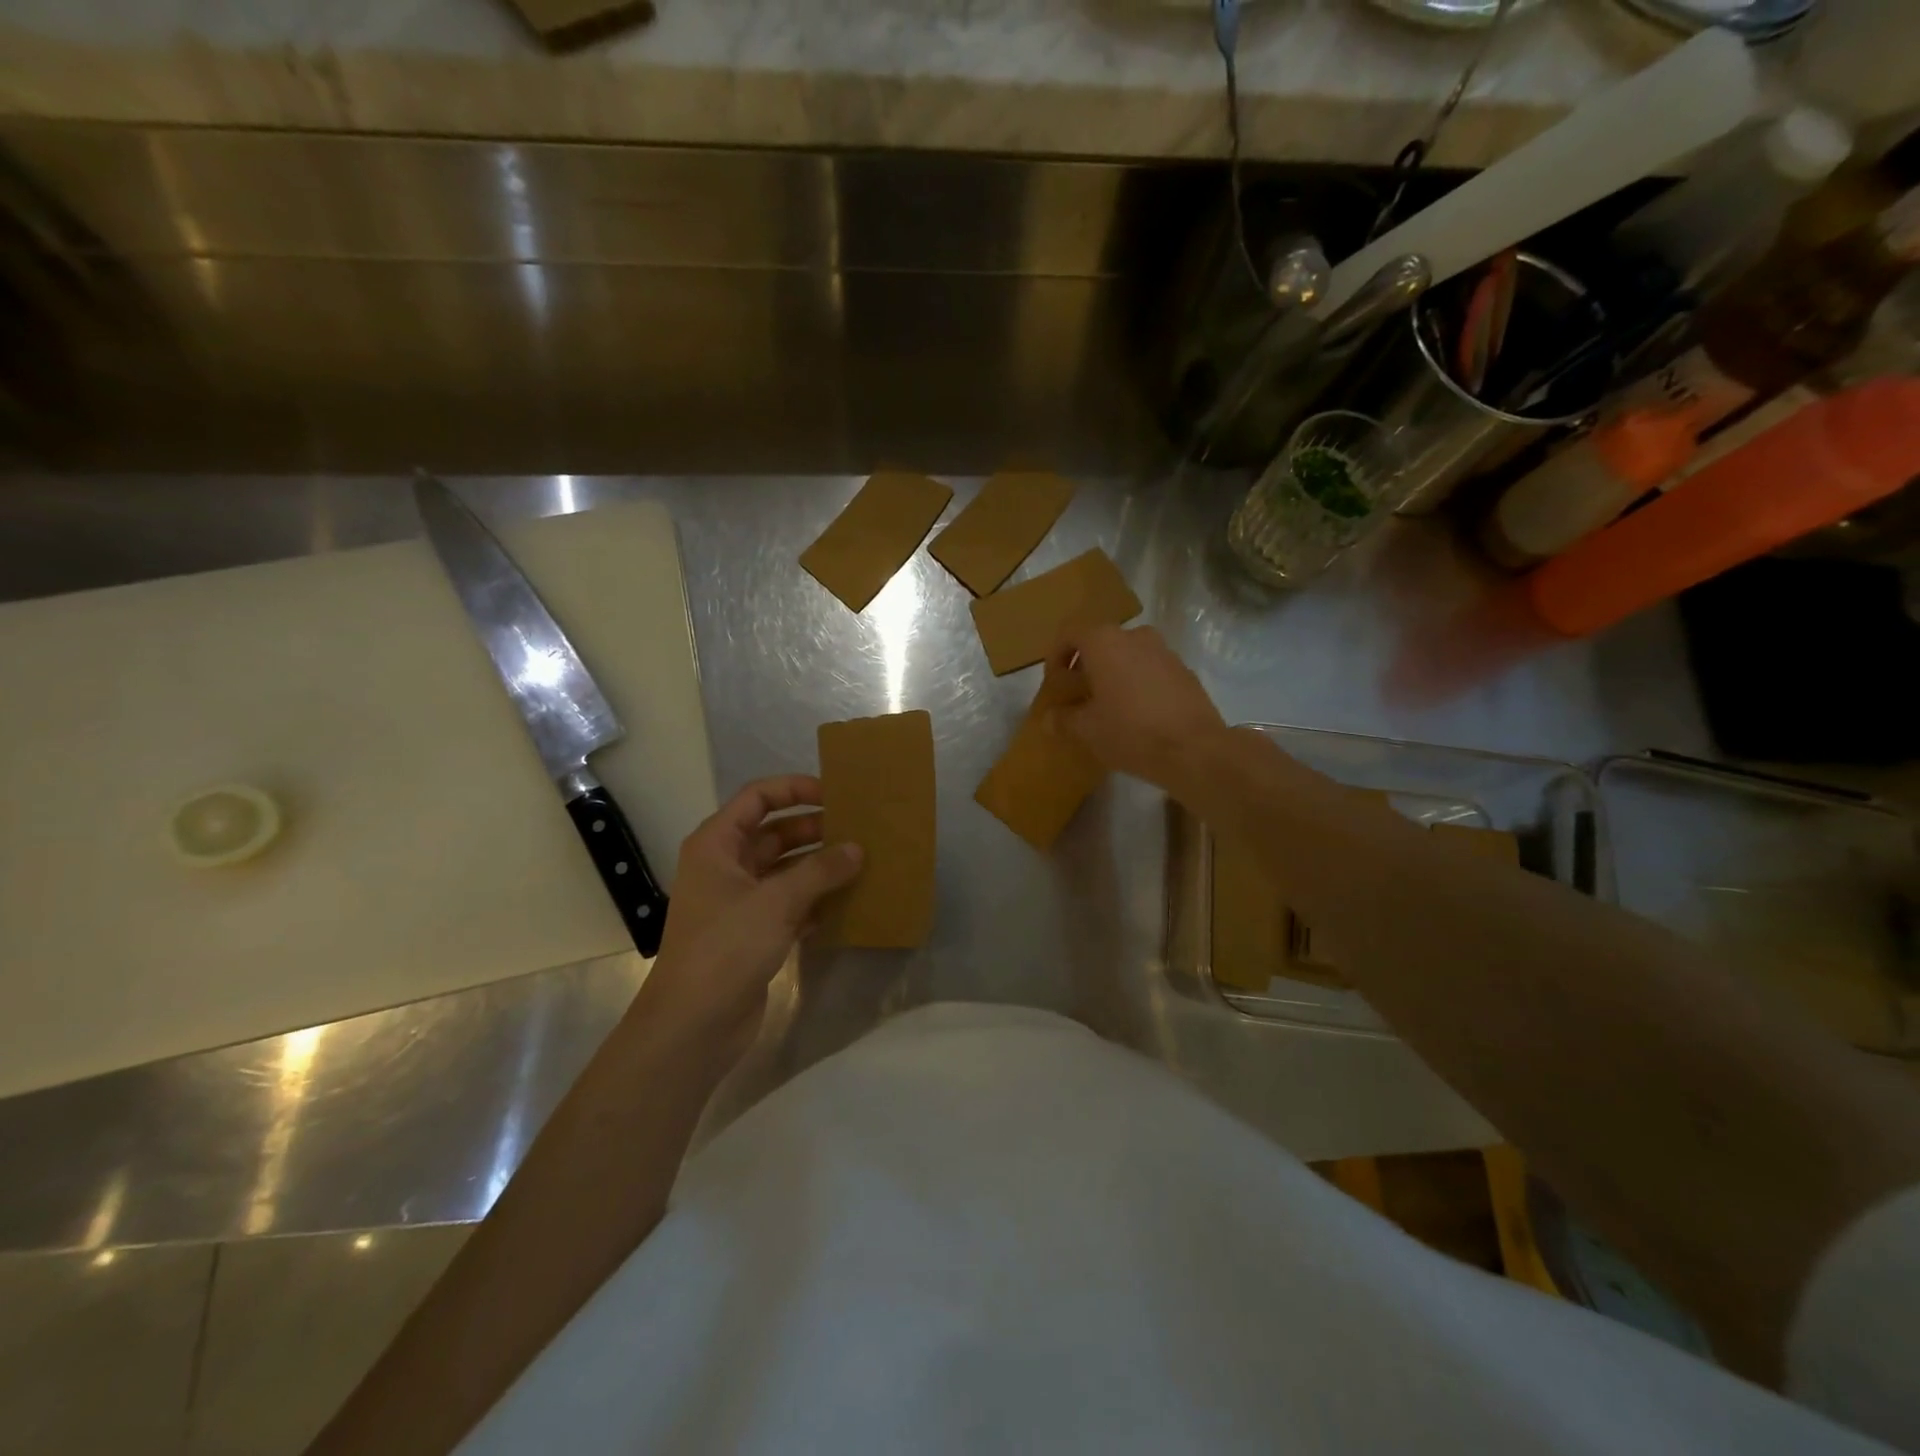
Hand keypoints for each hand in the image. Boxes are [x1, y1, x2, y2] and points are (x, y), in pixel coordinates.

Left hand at [638, 775, 861, 1062]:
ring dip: (819, 866)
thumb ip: (820, 871)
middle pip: (774, 833)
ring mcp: (739, 902)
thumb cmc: (726, 947)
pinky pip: (790, 904)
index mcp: (717, 844)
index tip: (835, 795)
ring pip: (785, 870)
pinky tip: (848, 902)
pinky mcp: (753, 933)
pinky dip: (816, 900)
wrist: (693, 1025)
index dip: (794, 789)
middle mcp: (726, 866)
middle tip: (859, 830)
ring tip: (862, 862)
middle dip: (814, 830)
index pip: (757, 798)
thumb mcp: (776, 901)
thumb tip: (857, 848)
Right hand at [1049, 623, 1226, 791]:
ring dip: (1112, 675)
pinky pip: (1150, 670)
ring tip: (1107, 707)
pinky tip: (1136, 715)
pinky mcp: (1185, 671)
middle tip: (1077, 697)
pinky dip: (1137, 683)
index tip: (1054, 684)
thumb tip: (1049, 718)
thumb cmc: (1130, 731)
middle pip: (1100, 643)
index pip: (1069, 633)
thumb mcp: (1086, 730)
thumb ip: (1063, 719)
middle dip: (1084, 667)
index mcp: (1104, 641)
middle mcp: (1135, 636)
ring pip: (1127, 655)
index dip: (1055, 657)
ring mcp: (1164, 651)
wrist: (1195, 749)